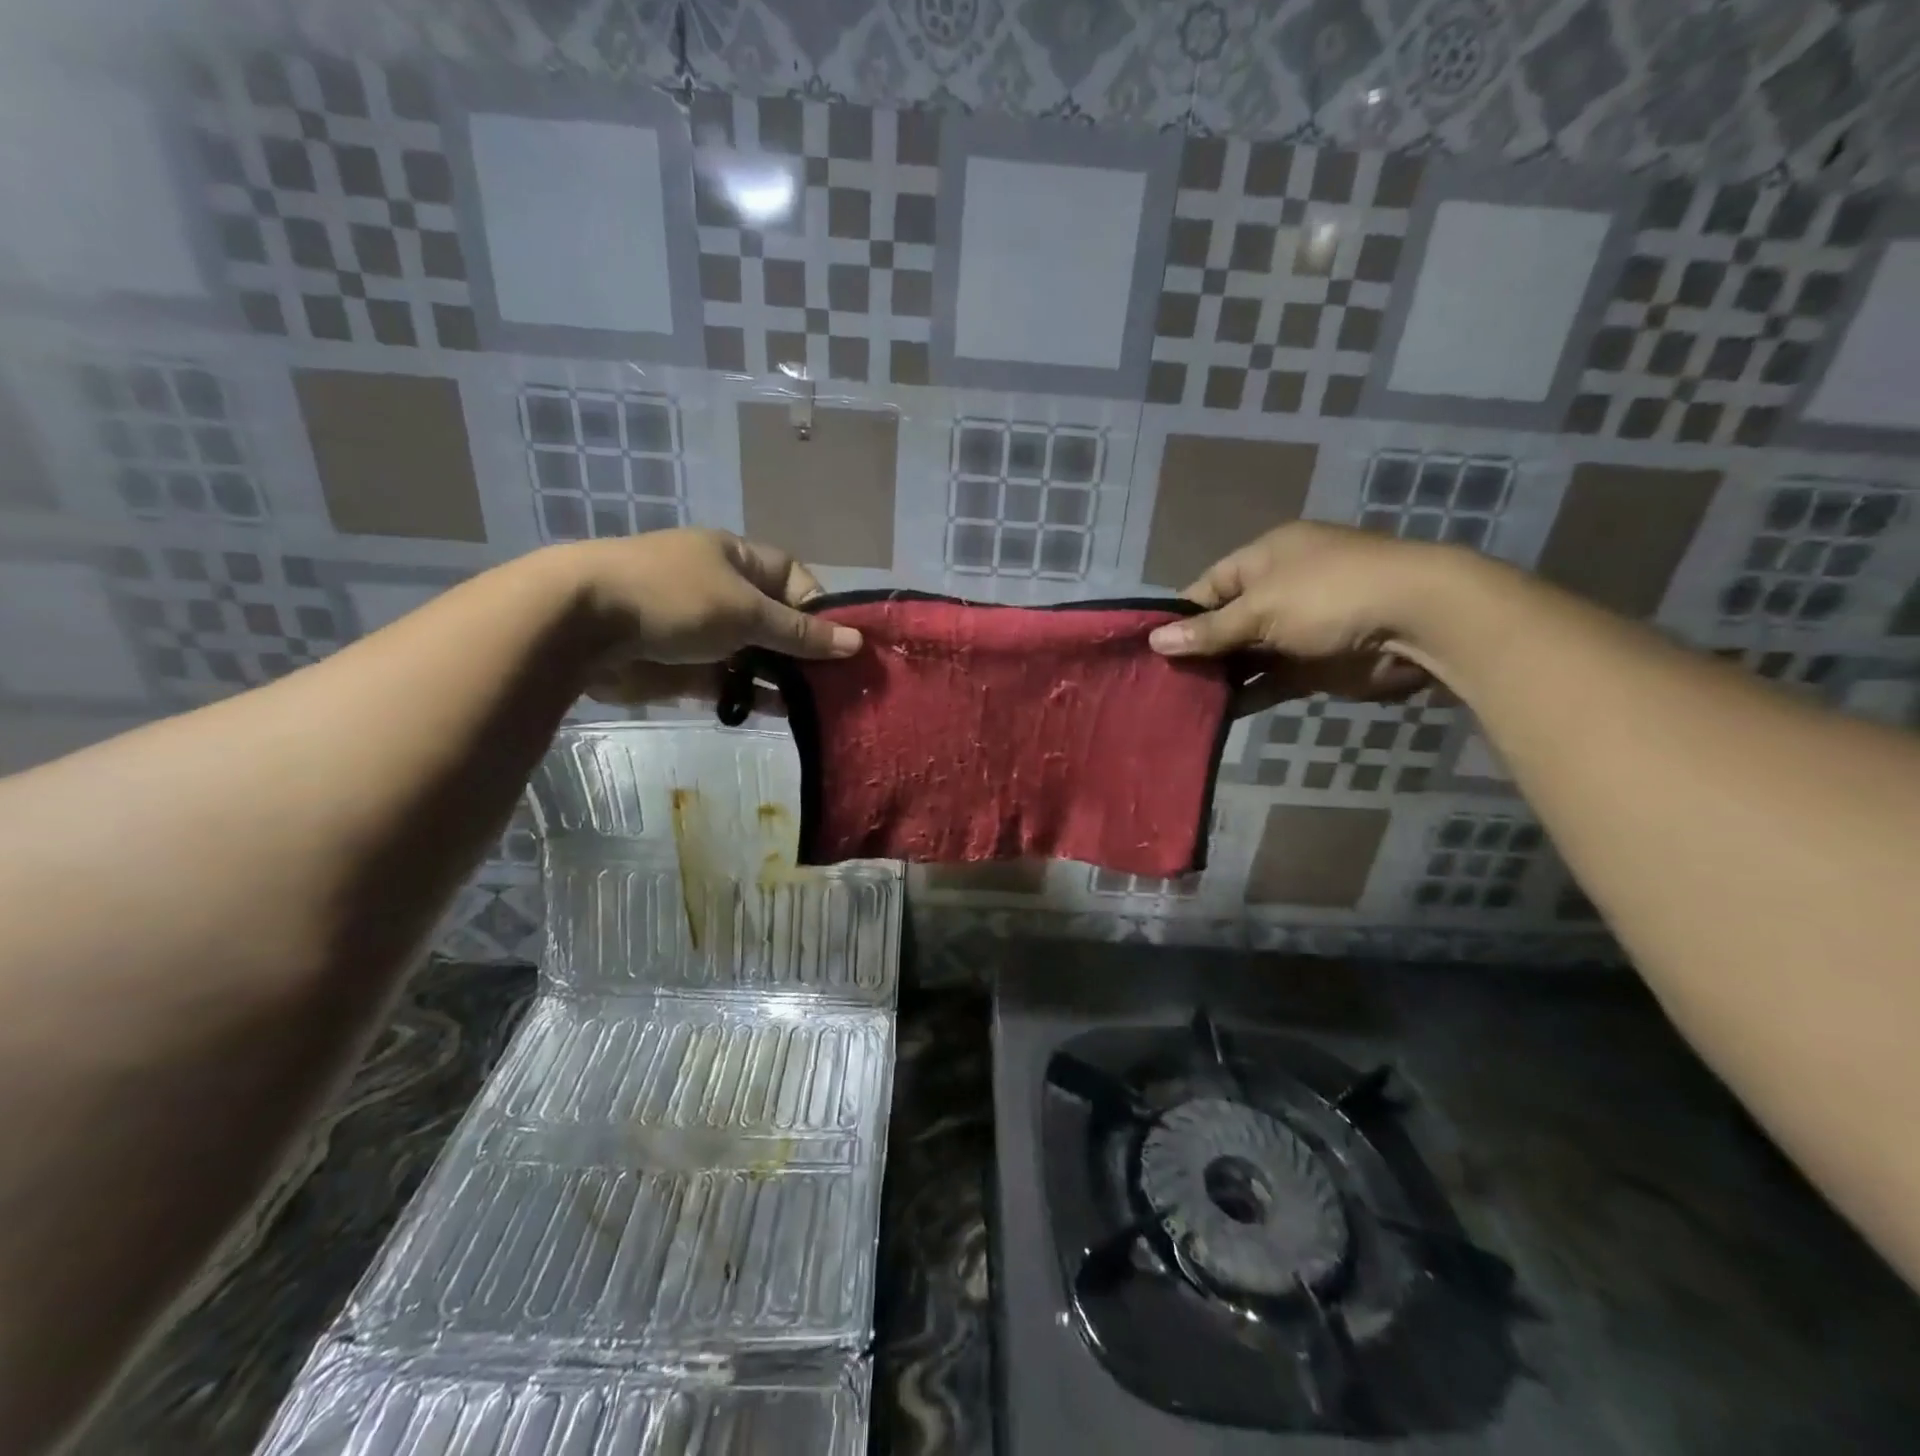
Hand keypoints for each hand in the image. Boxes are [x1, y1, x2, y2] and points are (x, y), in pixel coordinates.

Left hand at [562, 529, 860, 704]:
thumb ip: (801, 633)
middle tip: (839, 682)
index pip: (793, 578)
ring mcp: (701, 630)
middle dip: (806, 650)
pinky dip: (752, 695)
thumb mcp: (747, 611)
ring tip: (817, 705)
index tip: (841, 642)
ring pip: (755, 655)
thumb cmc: (674, 598)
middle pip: (776, 621)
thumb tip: (856, 643)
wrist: (582, 624)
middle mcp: (721, 590)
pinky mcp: (683, 666)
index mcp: (736, 558)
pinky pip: (729, 681)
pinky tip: (781, 714)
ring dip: (782, 677)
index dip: (820, 607)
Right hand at [1147, 522, 1447, 715]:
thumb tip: (1156, 643)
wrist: (1418, 622)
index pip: (1207, 587)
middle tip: (1157, 681)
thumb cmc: (1330, 596)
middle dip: (1195, 651)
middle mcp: (1278, 590)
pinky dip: (1246, 696)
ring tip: (1176, 701)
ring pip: (1245, 656)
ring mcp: (1297, 629)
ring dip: (1218, 677)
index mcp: (1265, 559)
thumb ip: (1210, 631)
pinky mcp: (1313, 666)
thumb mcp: (1261, 608)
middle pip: (1224, 624)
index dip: (1178, 616)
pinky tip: (1214, 714)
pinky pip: (1269, 682)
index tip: (1148, 647)